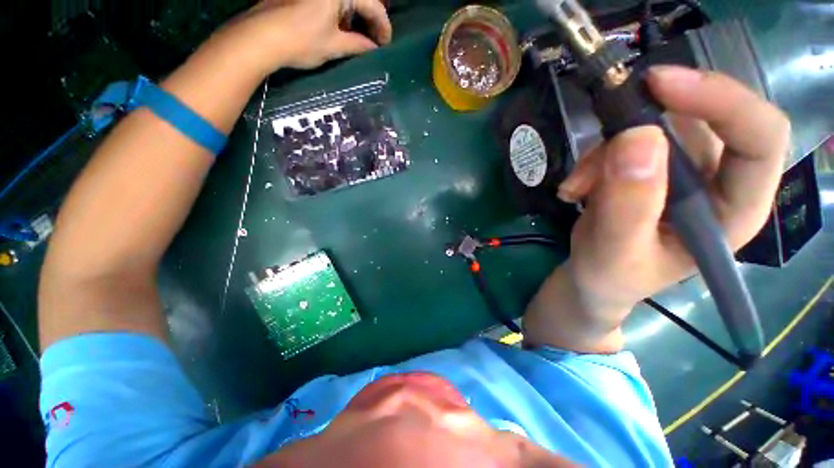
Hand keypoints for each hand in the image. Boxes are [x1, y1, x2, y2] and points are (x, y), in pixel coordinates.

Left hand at [207, 0, 391, 75]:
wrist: (260, 37)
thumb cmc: (301, 40)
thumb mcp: (334, 46)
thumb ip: (358, 45)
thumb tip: (373, 49)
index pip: (372, 5)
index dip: (383, 26)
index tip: (387, 44)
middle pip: (359, 0)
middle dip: (371, 19)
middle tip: (377, 40)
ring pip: (345, 1)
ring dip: (356, 17)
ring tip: (362, 38)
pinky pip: (331, 3)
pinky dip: (340, 14)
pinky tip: (342, 29)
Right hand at [556, 66, 789, 320]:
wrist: (594, 278)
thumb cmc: (612, 277)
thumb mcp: (615, 252)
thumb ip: (629, 205)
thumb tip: (636, 138)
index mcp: (734, 210)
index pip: (760, 138)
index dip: (722, 100)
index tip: (660, 85)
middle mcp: (719, 182)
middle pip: (704, 119)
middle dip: (647, 122)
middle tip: (603, 131)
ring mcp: (683, 171)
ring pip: (655, 127)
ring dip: (606, 151)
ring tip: (576, 188)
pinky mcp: (649, 168)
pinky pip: (624, 141)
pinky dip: (593, 159)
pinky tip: (574, 189)